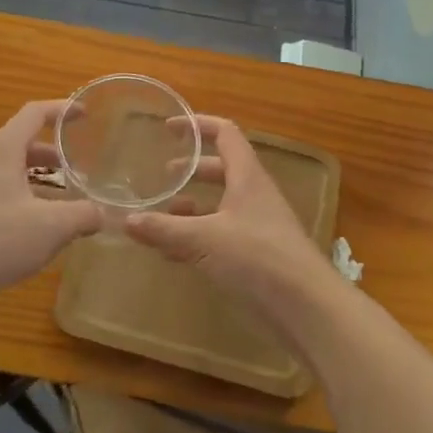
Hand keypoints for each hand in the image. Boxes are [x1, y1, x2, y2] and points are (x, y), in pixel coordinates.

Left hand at [0, 100, 101, 303]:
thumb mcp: (53, 226)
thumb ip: (84, 215)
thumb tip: (103, 214)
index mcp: (4, 150)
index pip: (34, 113)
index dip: (62, 110)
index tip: (85, 115)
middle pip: (23, 143)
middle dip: (54, 152)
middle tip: (79, 167)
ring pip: (11, 171)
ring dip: (39, 178)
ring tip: (65, 199)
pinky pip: (0, 192)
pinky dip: (24, 198)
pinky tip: (39, 226)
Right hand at [125, 117, 339, 311]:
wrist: (307, 308)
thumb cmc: (257, 258)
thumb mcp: (203, 240)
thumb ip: (164, 229)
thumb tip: (125, 219)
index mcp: (247, 177)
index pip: (225, 134)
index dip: (198, 125)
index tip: (169, 128)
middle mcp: (254, 195)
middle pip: (222, 169)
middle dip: (192, 169)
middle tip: (162, 176)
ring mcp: (258, 226)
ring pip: (221, 204)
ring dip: (193, 206)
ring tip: (163, 215)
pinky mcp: (257, 255)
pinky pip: (222, 235)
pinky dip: (198, 236)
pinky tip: (174, 253)